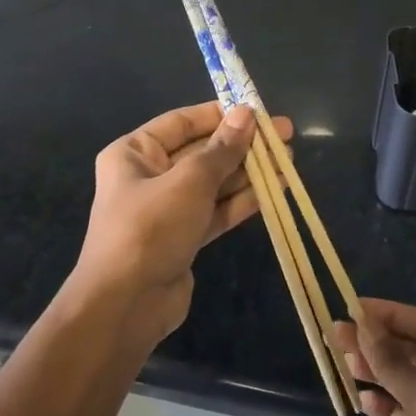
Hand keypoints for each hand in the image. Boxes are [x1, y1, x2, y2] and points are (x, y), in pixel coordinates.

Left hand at [68, 101, 293, 349]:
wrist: (126, 304)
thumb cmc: (150, 228)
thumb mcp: (189, 181)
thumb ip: (222, 149)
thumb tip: (247, 114)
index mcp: (134, 153)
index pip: (182, 122)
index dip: (221, 115)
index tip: (258, 111)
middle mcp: (148, 177)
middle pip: (202, 152)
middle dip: (242, 145)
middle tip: (285, 136)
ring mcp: (168, 210)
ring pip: (214, 183)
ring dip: (249, 172)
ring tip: (289, 162)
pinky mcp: (184, 238)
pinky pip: (216, 211)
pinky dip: (242, 201)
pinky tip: (275, 190)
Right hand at [333, 299, 415, 415]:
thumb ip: (394, 364)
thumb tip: (362, 325)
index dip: (390, 314)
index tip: (353, 308)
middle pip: (415, 352)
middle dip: (377, 344)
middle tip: (335, 336)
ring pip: (408, 382)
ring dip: (377, 373)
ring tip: (341, 364)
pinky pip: (408, 413)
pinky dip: (387, 407)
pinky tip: (362, 402)